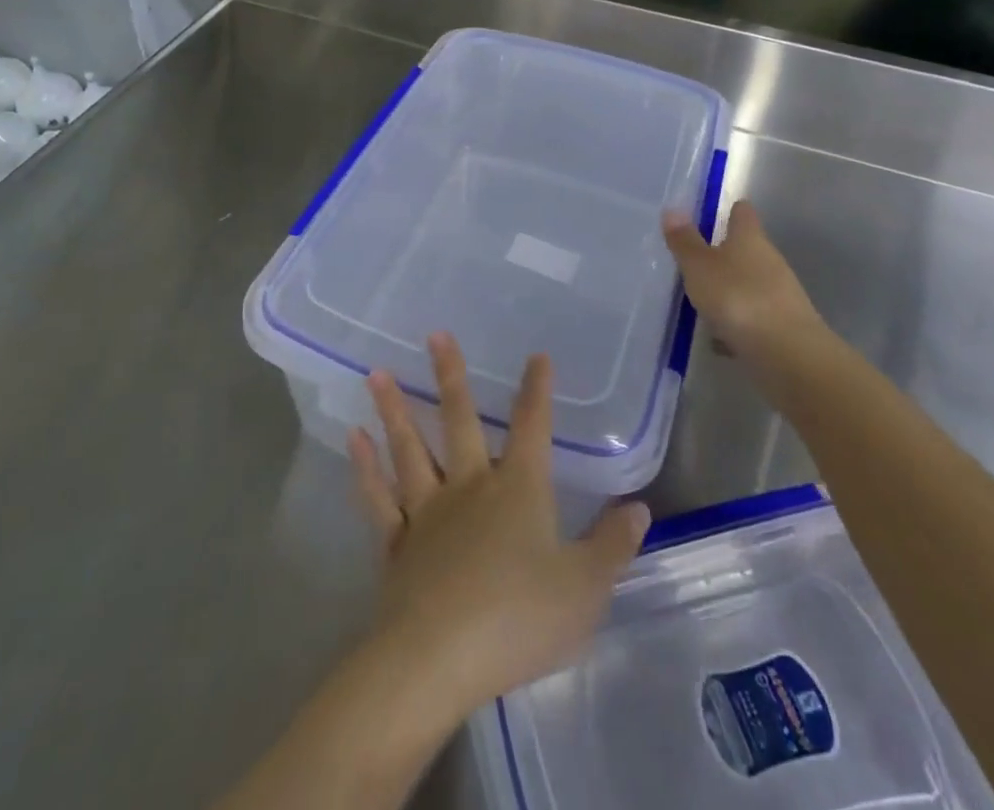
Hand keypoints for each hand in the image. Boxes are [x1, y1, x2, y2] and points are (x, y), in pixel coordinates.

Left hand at [349, 335, 650, 722]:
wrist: (439, 658)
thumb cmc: (519, 619)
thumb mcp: (584, 589)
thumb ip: (611, 546)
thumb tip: (638, 508)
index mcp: (518, 489)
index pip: (533, 427)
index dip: (537, 390)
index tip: (536, 356)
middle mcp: (470, 486)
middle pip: (460, 420)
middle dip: (449, 376)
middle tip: (434, 335)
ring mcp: (427, 511)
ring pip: (410, 448)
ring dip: (394, 410)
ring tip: (375, 373)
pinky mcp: (396, 543)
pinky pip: (378, 497)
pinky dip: (365, 468)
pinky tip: (354, 439)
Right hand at [663, 200, 830, 399]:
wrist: (788, 355)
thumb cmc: (738, 298)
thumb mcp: (700, 267)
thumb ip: (685, 241)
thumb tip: (673, 208)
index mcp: (750, 239)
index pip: (743, 214)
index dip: (731, 210)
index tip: (716, 212)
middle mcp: (769, 261)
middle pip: (747, 249)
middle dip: (724, 253)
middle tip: (694, 259)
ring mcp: (779, 295)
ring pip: (749, 284)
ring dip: (729, 289)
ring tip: (700, 300)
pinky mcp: (782, 327)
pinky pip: (753, 317)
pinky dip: (737, 322)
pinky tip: (718, 337)